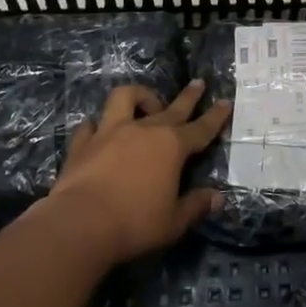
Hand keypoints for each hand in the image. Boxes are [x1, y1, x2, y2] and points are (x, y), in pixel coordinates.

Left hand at [46, 81, 229, 262]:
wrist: (80, 224)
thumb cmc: (134, 223)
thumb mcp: (174, 222)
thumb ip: (196, 206)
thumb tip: (218, 197)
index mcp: (172, 147)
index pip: (201, 128)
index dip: (215, 116)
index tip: (225, 102)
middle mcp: (144, 130)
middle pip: (172, 107)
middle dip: (189, 96)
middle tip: (198, 83)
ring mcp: (110, 132)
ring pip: (126, 98)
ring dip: (139, 96)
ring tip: (145, 102)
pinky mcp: (83, 143)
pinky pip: (90, 125)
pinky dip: (97, 126)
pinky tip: (98, 131)